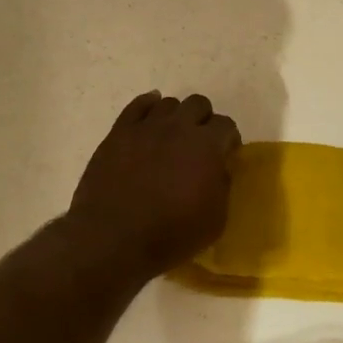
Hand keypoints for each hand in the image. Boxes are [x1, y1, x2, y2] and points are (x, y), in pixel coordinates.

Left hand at [67, 91, 241, 278]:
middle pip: (198, 104)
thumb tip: (218, 169)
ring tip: (171, 138)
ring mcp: (146, 127)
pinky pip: (136, 106)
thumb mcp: (216, 219)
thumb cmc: (171, 234)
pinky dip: (147, 107)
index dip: (228, 140)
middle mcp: (178, 127)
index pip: (226, 125)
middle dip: (204, 121)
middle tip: (199, 144)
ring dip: (176, 117)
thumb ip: (222, 186)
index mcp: (206, 145)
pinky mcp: (118, 133)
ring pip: (168, 103)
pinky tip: (149, 120)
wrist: (114, 239)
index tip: (224, 156)